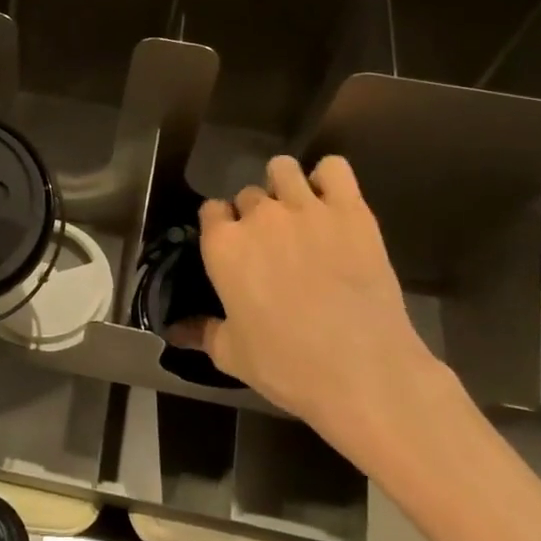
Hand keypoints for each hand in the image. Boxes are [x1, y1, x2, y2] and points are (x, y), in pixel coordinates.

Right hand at [172, 154, 457, 468]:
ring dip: (285, 187)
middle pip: (247, 194)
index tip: (233, 249)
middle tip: (273, 246)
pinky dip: (330, 179)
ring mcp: (305, 207)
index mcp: (223, 245)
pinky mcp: (350, 210)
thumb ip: (203, 332)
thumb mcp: (232, 355)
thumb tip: (176, 331)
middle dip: (255, 215)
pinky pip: (334, 168)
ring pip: (283, 169)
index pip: (210, 210)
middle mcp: (258, 216)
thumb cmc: (288, 366)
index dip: (221, 227)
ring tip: (299, 214)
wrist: (364, 372)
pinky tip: (332, 203)